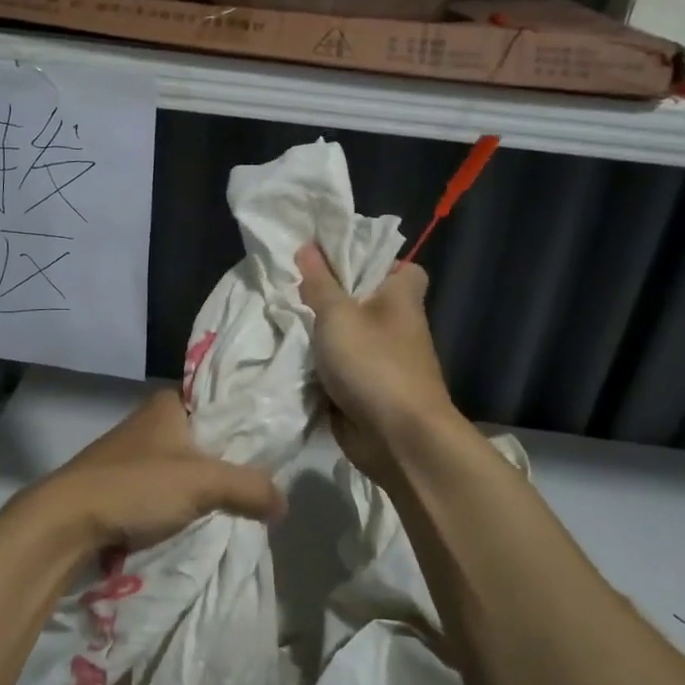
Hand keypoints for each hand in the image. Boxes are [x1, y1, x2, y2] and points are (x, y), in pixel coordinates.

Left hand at [22, 389, 284, 557]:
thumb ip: (249, 487)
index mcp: (169, 403)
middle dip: (230, 461)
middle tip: (262, 484)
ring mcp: (134, 452)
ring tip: (238, 506)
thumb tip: (284, 502)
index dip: (248, 424)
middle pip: (206, 437)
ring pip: (185, 464)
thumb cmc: (136, 486)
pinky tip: (200, 518)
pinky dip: (182, 501)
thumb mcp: (203, 483)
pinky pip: (165, 487)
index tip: (275, 447)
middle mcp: (151, 420)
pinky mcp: (121, 482)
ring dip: (205, 485)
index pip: (221, 402)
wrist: (65, 521)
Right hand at [296, 243, 456, 481]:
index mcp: (402, 299)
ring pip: (347, 338)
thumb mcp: (338, 315)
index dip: (375, 262)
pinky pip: (339, 371)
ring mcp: (383, 362)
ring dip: (320, 336)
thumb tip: (308, 246)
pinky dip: (319, 368)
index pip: (403, 269)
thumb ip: (320, 283)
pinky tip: (288, 358)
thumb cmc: (373, 363)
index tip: (338, 262)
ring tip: (282, 319)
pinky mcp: (367, 391)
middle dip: (330, 298)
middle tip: (292, 288)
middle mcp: (397, 327)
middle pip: (364, 302)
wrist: (397, 437)